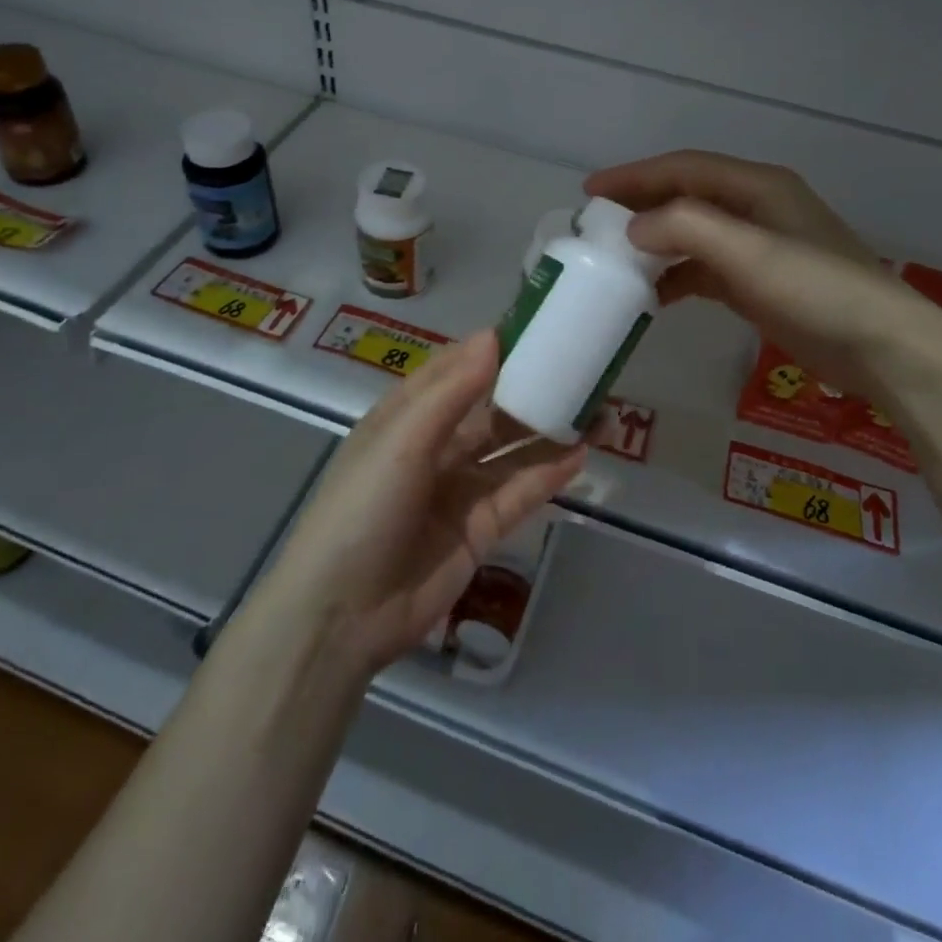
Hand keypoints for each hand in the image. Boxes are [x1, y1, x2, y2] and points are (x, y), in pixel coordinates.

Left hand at [258, 331, 584, 676]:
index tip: (538, 326)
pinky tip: (582, 453)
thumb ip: (451, 391)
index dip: (492, 349)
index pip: (455, 370)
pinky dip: (549, 473)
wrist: (343, 615)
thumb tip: (494, 337)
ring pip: (511, 450)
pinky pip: (520, 492)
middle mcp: (434, 446)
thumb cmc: (363, 508)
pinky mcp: (480, 529)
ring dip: (550, 430)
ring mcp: (459, 489)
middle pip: (490, 409)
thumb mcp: (401, 440)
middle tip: (581, 367)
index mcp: (405, 416)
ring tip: (598, 408)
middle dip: (531, 388)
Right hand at [585, 149, 941, 413]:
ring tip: (614, 260)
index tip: (590, 192)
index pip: (684, 168)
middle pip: (685, 197)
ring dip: (654, 244)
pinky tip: (652, 297)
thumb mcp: (750, 252)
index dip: (635, 176)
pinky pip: (704, 270)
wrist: (884, 348)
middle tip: (595, 224)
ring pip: (692, 235)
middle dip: (640, 206)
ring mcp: (758, 248)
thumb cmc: (818, 290)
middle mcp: (756, 209)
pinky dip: (675, 277)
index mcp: (757, 187)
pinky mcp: (758, 284)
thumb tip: (634, 228)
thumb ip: (688, 229)